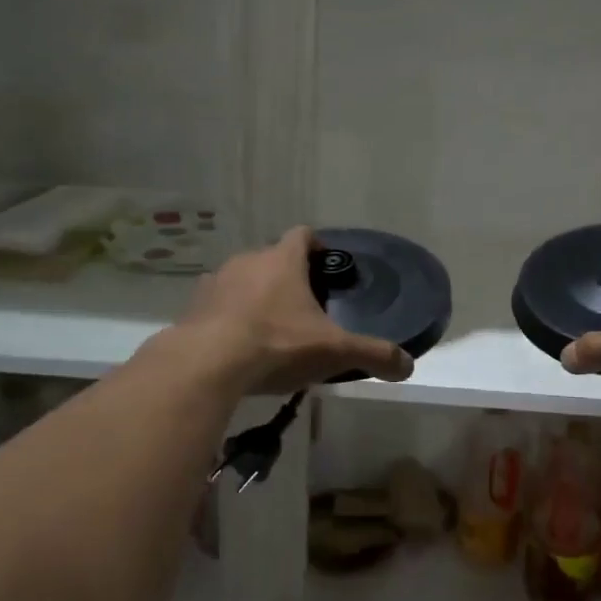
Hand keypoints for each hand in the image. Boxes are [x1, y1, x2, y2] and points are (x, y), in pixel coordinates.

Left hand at [179, 227, 413, 394]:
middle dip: (287, 278)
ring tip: (269, 328)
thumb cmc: (277, 344)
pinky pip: (217, 305)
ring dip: (255, 296)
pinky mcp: (192, 308)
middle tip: (304, 308)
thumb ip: (373, 354)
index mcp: (284, 260)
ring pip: (242, 280)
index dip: (316, 246)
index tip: (325, 266)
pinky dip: (229, 318)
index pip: (303, 234)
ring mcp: (216, 282)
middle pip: (272, 258)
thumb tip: (408, 366)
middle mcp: (248, 260)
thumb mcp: (334, 351)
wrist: (206, 365)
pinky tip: (237, 346)